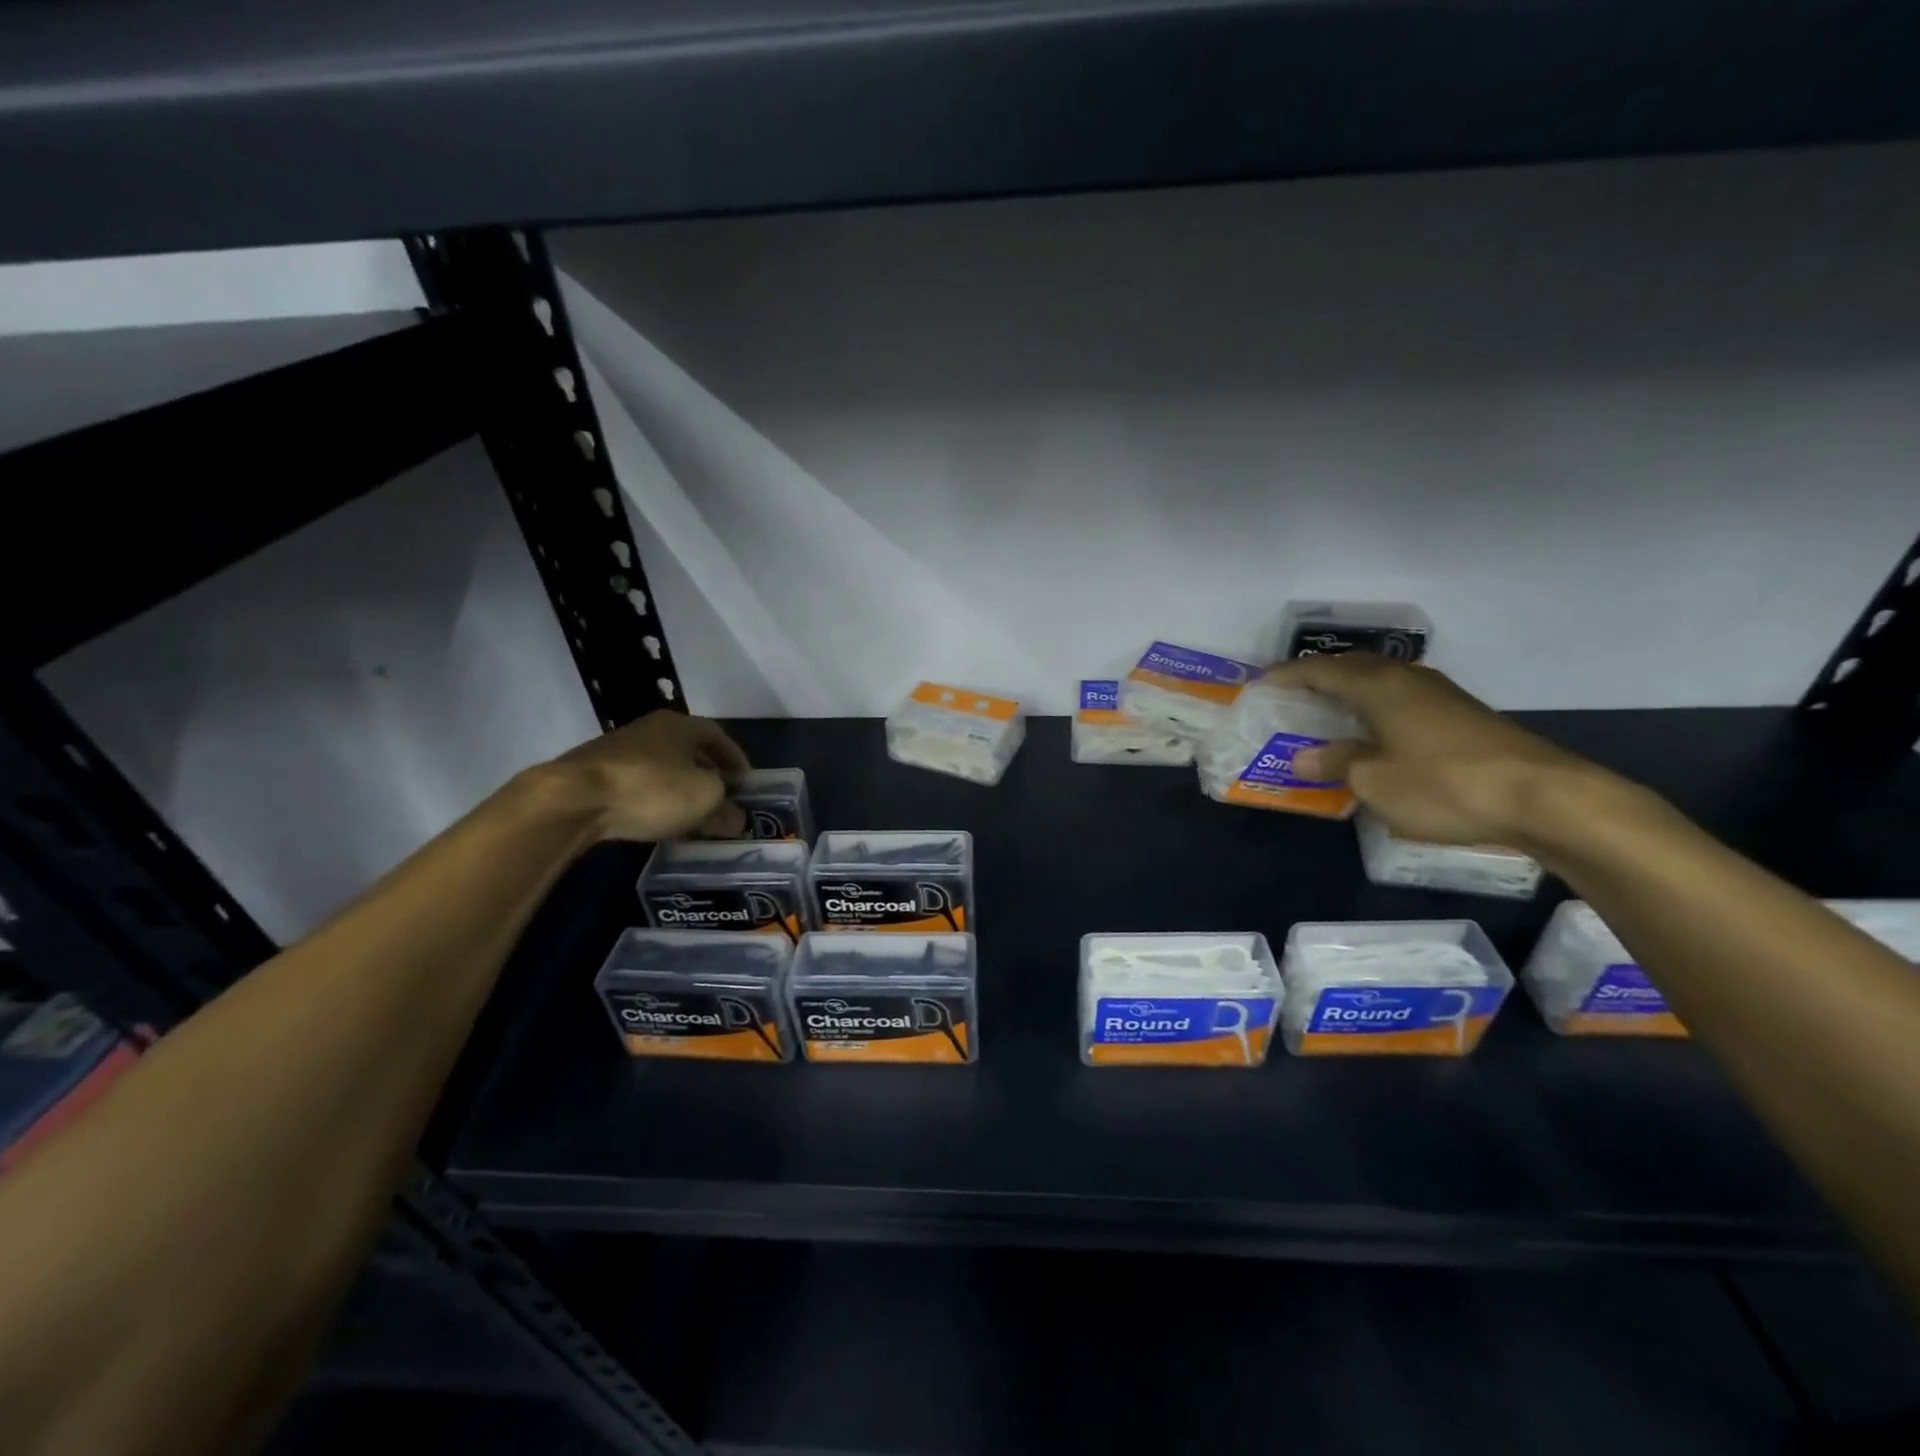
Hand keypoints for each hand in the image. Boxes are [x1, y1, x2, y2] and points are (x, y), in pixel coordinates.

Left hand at [538, 710, 750, 842]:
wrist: (572, 799)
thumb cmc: (651, 789)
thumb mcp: (704, 801)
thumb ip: (726, 810)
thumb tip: (737, 820)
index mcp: (680, 725)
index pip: (718, 735)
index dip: (736, 759)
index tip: (746, 783)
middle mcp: (649, 729)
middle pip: (689, 751)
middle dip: (708, 775)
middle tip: (722, 800)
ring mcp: (618, 750)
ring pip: (662, 768)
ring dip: (679, 789)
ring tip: (691, 816)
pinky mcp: (594, 774)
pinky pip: (637, 785)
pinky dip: (653, 800)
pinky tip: (656, 821)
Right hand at [1263, 655, 1611, 850]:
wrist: (1542, 797)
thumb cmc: (1443, 783)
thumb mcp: (1373, 780)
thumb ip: (1333, 763)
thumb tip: (1302, 758)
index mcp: (1377, 685)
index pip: (1318, 670)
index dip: (1285, 677)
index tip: (1258, 687)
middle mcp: (1405, 679)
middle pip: (1349, 669)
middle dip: (1314, 681)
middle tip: (1287, 700)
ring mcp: (1437, 695)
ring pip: (1377, 684)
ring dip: (1346, 696)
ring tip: (1322, 716)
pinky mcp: (1458, 716)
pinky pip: (1398, 702)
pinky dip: (1372, 711)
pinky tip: (1370, 735)